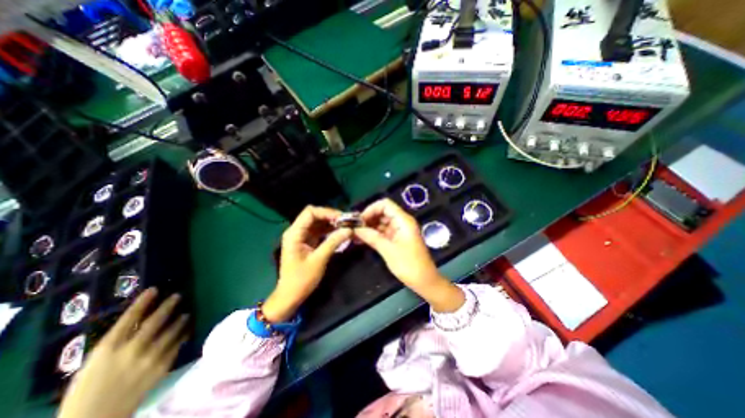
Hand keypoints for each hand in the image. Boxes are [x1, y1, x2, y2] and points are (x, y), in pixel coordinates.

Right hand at [57, 290, 189, 417]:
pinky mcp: (163, 365)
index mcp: (108, 349)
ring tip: (186, 313)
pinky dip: (184, 334)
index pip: (129, 318)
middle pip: (155, 321)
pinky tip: (188, 329)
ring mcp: (150, 358)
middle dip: (168, 305)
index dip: (143, 301)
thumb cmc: (87, 390)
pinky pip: (178, 344)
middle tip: (178, 295)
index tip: (154, 289)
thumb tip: (138, 320)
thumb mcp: (94, 362)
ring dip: (181, 319)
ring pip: (172, 330)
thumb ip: (117, 341)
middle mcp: (131, 350)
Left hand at [264, 207, 352, 320]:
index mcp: (294, 233)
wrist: (290, 296)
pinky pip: (318, 231)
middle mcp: (296, 231)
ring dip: (331, 223)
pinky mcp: (306, 242)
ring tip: (345, 226)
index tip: (342, 218)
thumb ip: (333, 242)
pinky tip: (339, 232)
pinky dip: (329, 230)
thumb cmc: (302, 279)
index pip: (310, 213)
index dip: (327, 212)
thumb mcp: (319, 260)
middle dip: (330, 216)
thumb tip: (349, 230)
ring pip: (317, 222)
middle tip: (346, 222)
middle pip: (314, 215)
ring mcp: (301, 236)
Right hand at [353, 199, 463, 313]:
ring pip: (381, 222)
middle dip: (368, 218)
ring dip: (369, 227)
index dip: (371, 209)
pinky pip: (383, 232)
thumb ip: (372, 237)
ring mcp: (399, 230)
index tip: (359, 221)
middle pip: (382, 212)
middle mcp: (401, 222)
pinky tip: (362, 239)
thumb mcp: (388, 250)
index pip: (385, 204)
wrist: (425, 281)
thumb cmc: (409, 265)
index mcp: (403, 220)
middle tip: (354, 228)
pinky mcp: (397, 239)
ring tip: (354, 234)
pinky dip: (373, 234)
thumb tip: (356, 229)